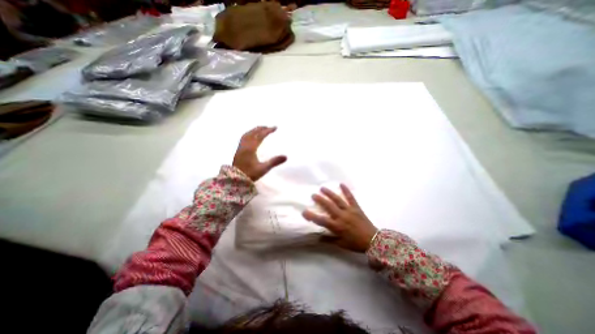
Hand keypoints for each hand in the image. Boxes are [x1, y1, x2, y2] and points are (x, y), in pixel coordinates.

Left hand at [232, 126, 287, 182]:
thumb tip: (286, 156)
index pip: (260, 136)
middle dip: (261, 128)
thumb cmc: (250, 174)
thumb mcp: (264, 168)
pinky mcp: (238, 151)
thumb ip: (274, 162)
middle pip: (253, 133)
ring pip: (247, 135)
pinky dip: (249, 134)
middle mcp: (245, 146)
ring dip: (254, 130)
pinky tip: (251, 137)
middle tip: (268, 126)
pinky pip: (243, 138)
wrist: (236, 180)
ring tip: (260, 129)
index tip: (275, 127)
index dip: (268, 131)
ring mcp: (240, 148)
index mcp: (251, 148)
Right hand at [303, 184, 377, 250]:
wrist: (373, 240)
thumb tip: (316, 237)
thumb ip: (328, 240)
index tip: (304, 211)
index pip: (321, 220)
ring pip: (337, 200)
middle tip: (313, 194)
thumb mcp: (341, 244)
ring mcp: (349, 210)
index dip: (312, 216)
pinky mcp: (356, 207)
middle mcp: (342, 217)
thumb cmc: (355, 243)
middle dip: (320, 200)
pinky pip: (350, 197)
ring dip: (329, 193)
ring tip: (322, 188)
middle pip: (329, 206)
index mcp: (337, 226)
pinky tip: (341, 184)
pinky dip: (346, 190)